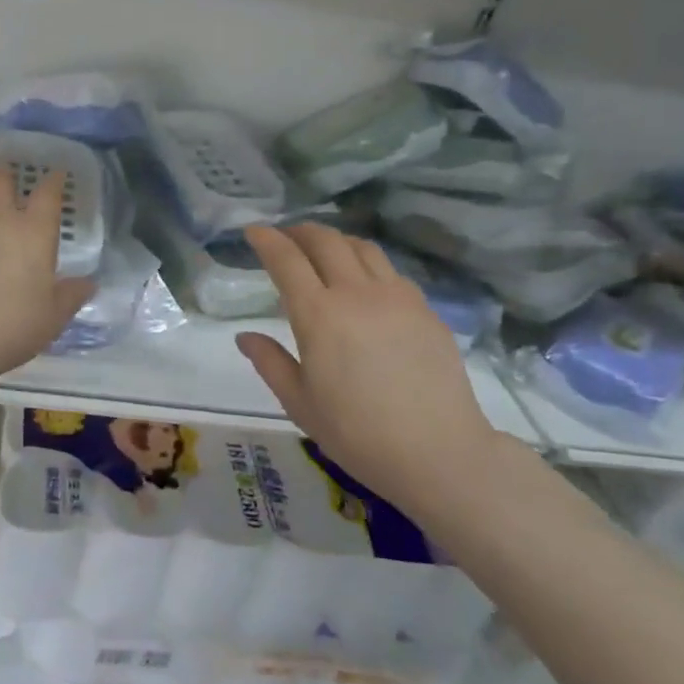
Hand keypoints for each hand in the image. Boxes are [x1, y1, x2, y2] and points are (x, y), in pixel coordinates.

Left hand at [0, 166, 94, 384]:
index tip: (56, 174)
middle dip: (5, 174)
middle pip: (0, 180)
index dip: (53, 181)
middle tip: (5, 177)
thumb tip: (89, 282)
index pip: (48, 195)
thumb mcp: (50, 320)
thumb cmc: (7, 329)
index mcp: (32, 234)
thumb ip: (70, 297)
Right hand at [236, 224, 494, 497]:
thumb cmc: (357, 433)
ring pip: (362, 247)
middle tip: (285, 237)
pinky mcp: (426, 310)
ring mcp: (397, 298)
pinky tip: (365, 283)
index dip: (266, 239)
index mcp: (318, 314)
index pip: (286, 260)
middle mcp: (357, 293)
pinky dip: (367, 264)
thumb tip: (245, 336)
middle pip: (326, 241)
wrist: (439, 453)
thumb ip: (269, 362)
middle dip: (300, 231)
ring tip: (324, 251)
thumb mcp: (299, 403)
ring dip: (336, 240)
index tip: (253, 230)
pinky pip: (391, 271)